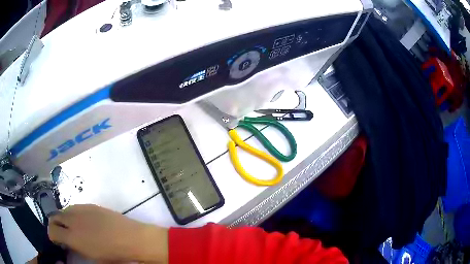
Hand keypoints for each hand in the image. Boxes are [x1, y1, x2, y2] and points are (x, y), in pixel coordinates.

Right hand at [48, 204, 167, 262]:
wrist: (131, 238)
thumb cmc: (113, 254)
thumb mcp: (92, 257)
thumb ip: (76, 248)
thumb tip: (68, 242)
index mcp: (72, 237)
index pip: (52, 231)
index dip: (52, 235)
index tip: (56, 240)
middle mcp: (72, 220)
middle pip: (55, 217)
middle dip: (55, 225)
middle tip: (61, 233)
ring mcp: (81, 210)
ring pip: (64, 210)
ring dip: (64, 218)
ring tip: (71, 226)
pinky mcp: (90, 204)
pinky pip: (75, 207)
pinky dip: (74, 213)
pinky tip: (82, 220)